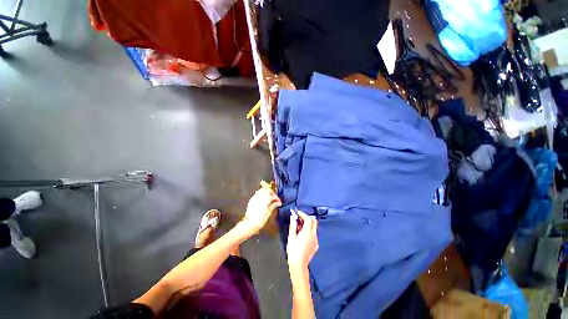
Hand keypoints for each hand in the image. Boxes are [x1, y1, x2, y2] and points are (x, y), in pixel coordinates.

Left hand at [242, 187, 281, 233]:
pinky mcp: (252, 199)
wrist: (251, 223)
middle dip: (272, 193)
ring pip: (262, 190)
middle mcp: (260, 197)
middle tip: (274, 198)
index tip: (279, 202)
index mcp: (265, 199)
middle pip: (268, 190)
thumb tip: (278, 203)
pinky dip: (261, 193)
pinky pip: (257, 193)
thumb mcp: (269, 212)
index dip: (277, 198)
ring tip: (269, 197)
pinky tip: (263, 198)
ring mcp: (255, 197)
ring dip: (266, 192)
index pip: (273, 196)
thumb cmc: (261, 219)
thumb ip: (274, 205)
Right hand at [286, 211, 318, 273]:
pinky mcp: (316, 246)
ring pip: (314, 228)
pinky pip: (314, 235)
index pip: (308, 219)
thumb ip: (293, 225)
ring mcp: (316, 241)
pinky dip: (309, 231)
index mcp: (307, 232)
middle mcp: (313, 235)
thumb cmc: (293, 251)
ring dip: (308, 225)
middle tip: (300, 219)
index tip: (297, 213)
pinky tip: (303, 236)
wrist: (299, 266)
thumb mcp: (291, 237)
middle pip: (314, 222)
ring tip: (300, 227)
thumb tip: (293, 217)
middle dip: (307, 218)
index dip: (303, 214)